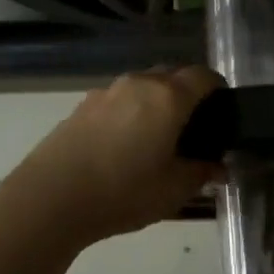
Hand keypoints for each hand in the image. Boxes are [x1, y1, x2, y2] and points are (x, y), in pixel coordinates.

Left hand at [0, 66, 222, 245]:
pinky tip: (123, 145)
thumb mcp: (173, 190)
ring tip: (156, 138)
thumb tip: (218, 166)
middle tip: (193, 128)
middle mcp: (139, 83)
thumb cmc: (122, 191)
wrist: (51, 197)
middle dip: (187, 94)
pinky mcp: (82, 105)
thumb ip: (201, 173)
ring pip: (143, 86)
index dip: (218, 89)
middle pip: (172, 75)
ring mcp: (107, 91)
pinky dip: (129, 112)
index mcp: (168, 97)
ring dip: (155, 103)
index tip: (223, 110)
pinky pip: (118, 100)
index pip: (203, 76)